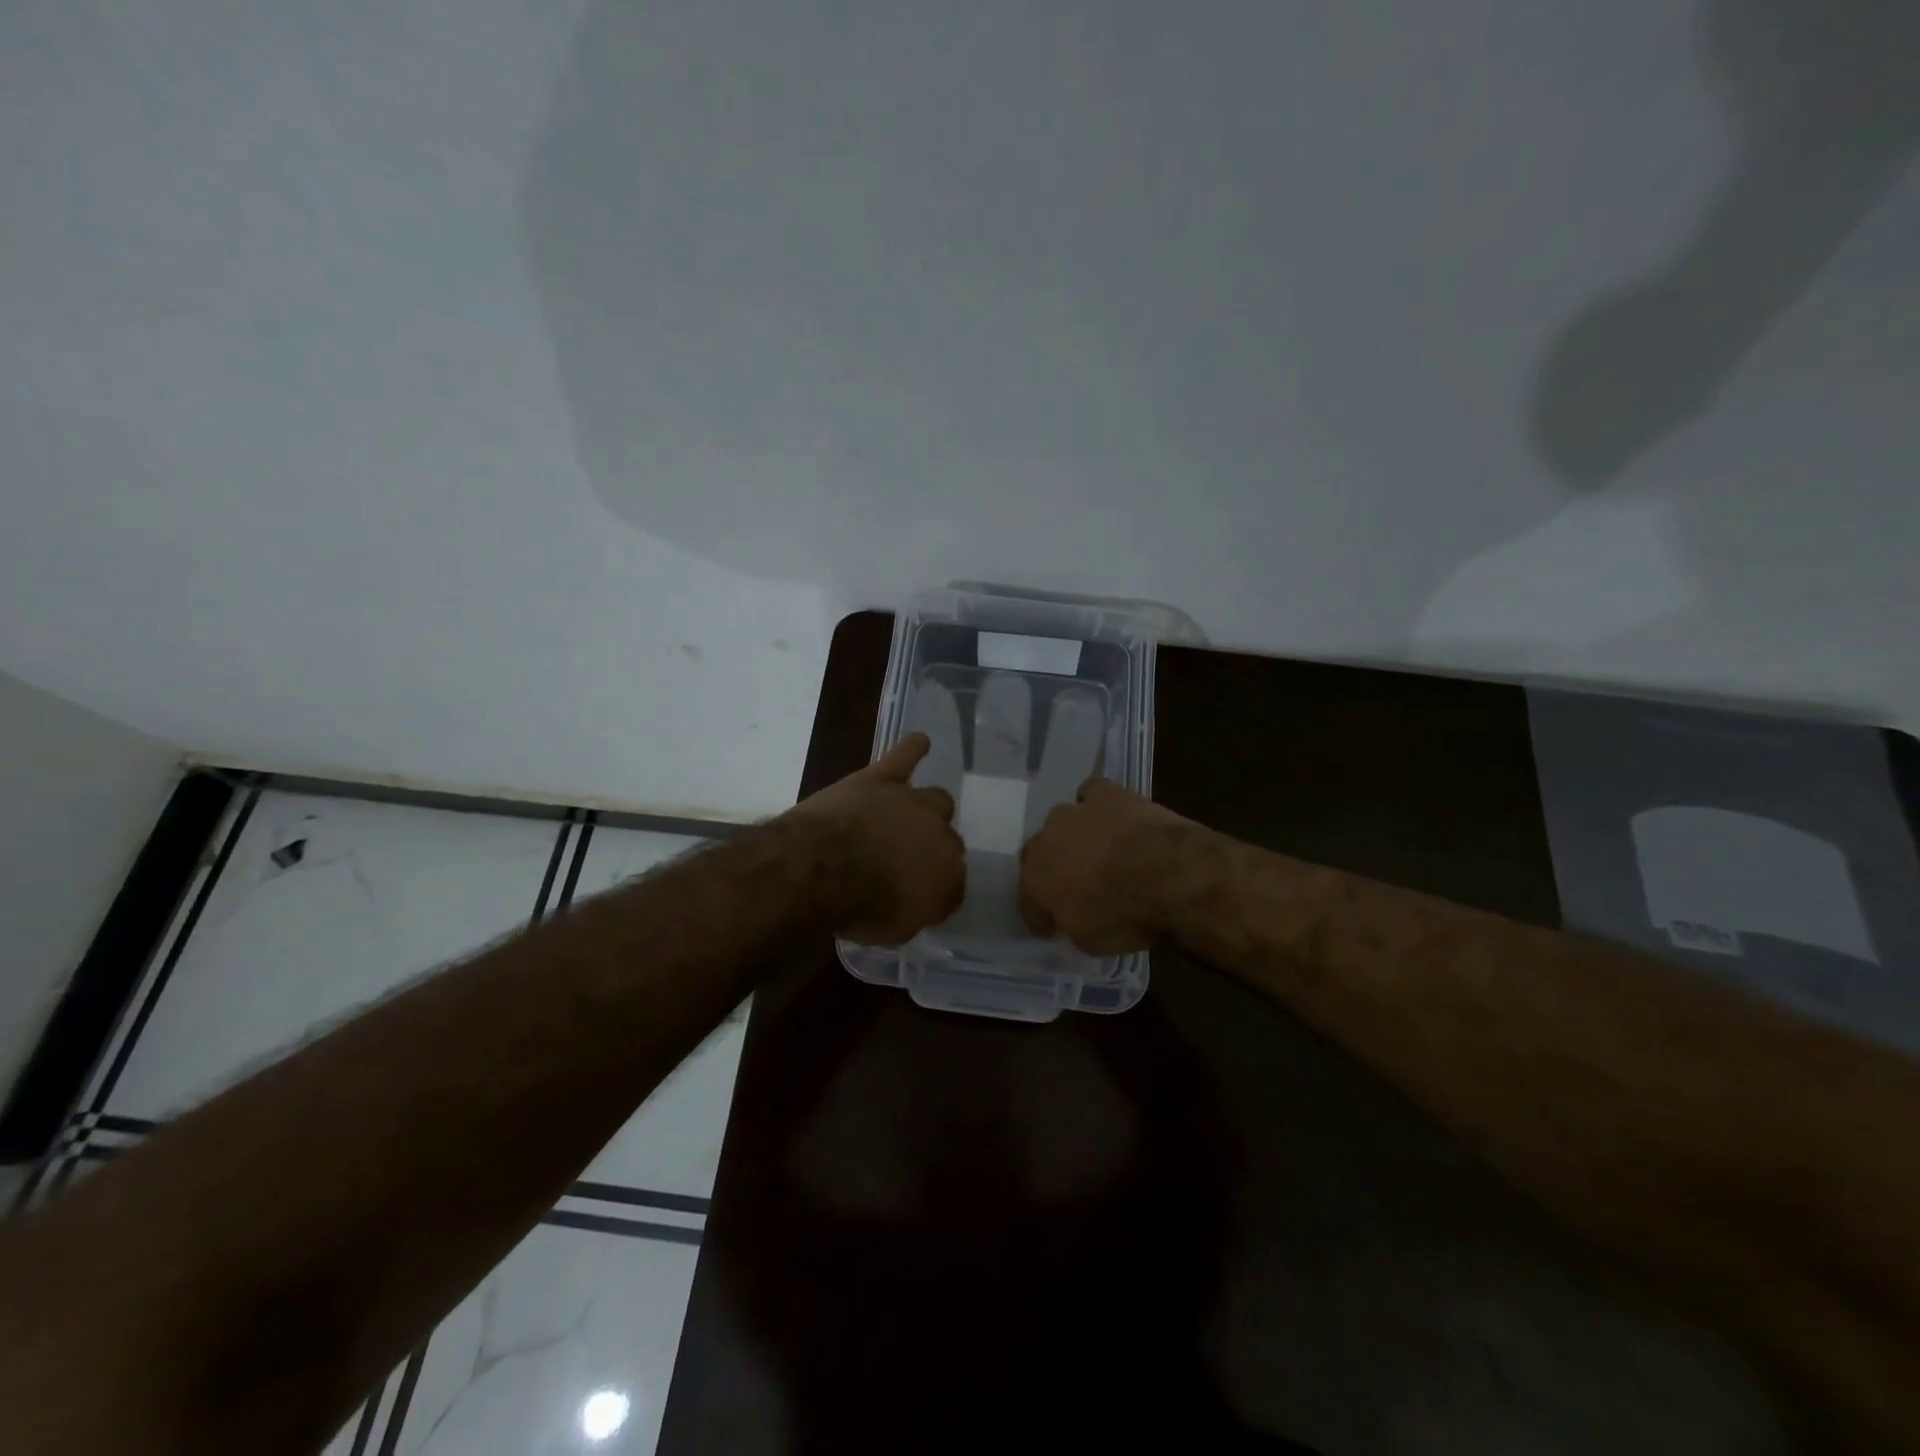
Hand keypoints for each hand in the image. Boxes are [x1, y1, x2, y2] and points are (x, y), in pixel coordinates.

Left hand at [788, 733, 965, 944]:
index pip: (954, 883)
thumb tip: (917, 902)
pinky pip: (905, 756)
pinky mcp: (882, 779)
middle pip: (948, 838)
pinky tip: (920, 742)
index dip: (937, 891)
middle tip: (907, 860)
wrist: (822, 868)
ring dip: (927, 810)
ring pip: (937, 799)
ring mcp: (912, 801)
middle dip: (933, 849)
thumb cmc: (859, 908)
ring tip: (913, 815)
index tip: (919, 898)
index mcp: (948, 875)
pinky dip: (913, 749)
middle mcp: (940, 833)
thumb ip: (915, 912)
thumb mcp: (894, 931)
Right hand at [1019, 779, 1201, 954]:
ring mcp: (1074, 813)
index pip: (1027, 901)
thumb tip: (1071, 916)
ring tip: (1097, 850)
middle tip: (1075, 885)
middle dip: (1052, 869)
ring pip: (1062, 822)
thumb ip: (1072, 924)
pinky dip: (1096, 803)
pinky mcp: (1105, 794)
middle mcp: (1045, 842)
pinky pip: (1091, 793)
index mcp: (1034, 882)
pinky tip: (1109, 815)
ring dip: (1074, 836)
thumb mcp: (1091, 941)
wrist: (1166, 874)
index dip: (1041, 915)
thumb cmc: (1125, 916)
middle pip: (1039, 855)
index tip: (1054, 926)